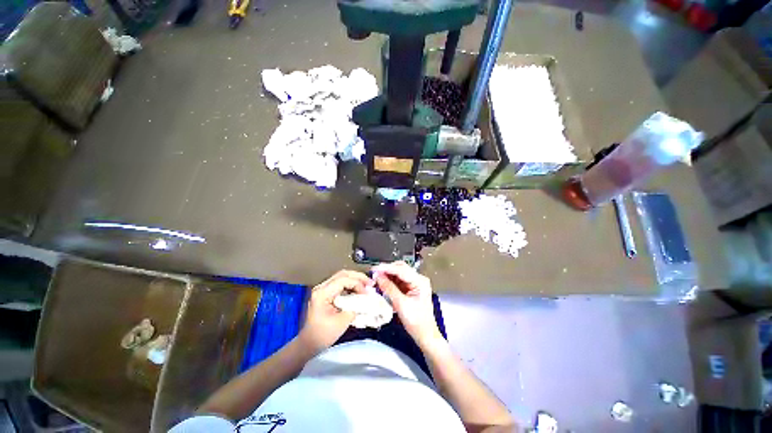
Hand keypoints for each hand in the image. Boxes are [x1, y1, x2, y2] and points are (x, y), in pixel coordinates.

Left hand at [299, 270, 370, 352]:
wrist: (309, 344)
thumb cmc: (323, 335)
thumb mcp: (342, 321)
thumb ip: (355, 307)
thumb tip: (366, 299)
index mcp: (322, 293)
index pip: (343, 280)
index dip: (358, 284)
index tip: (367, 293)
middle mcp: (321, 287)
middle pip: (343, 274)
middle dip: (358, 277)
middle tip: (370, 283)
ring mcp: (323, 289)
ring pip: (342, 277)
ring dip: (355, 280)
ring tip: (367, 286)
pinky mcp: (326, 293)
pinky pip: (340, 284)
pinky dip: (351, 285)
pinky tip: (359, 290)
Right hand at [372, 261, 442, 347]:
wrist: (426, 335)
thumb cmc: (416, 322)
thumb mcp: (401, 305)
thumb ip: (389, 288)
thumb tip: (377, 276)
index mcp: (420, 281)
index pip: (401, 270)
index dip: (387, 268)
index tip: (374, 268)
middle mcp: (419, 279)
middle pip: (401, 268)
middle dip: (387, 270)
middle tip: (374, 273)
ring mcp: (415, 283)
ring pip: (399, 273)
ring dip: (388, 275)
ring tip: (376, 278)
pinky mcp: (411, 288)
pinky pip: (399, 280)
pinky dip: (390, 281)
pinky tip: (382, 283)